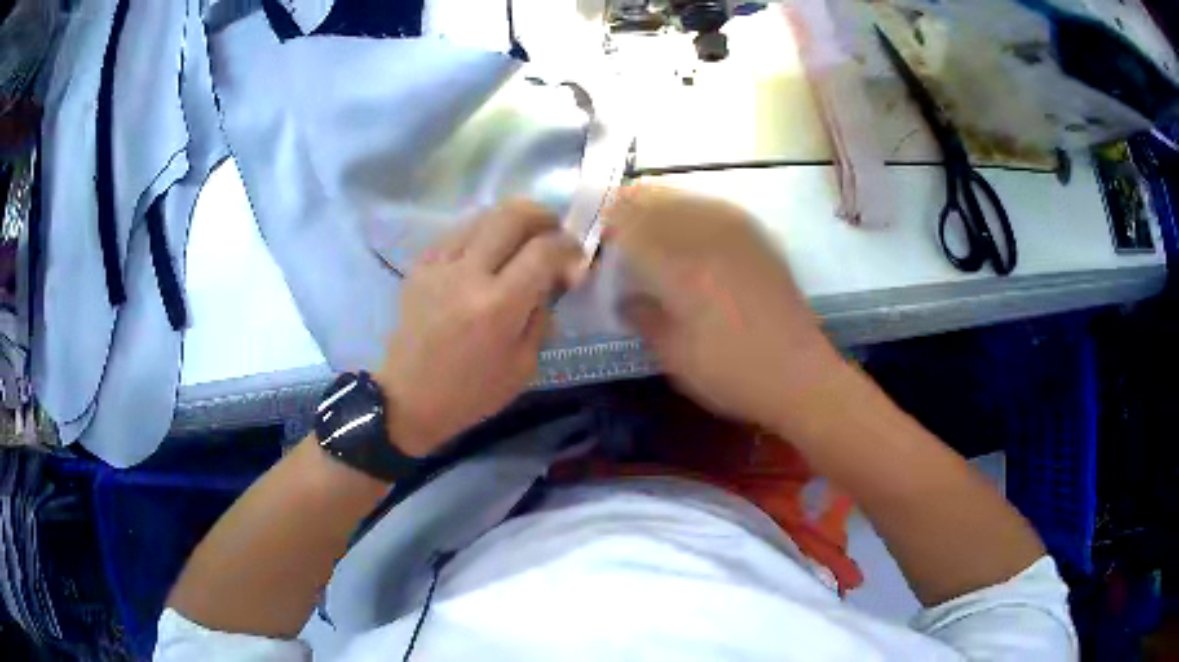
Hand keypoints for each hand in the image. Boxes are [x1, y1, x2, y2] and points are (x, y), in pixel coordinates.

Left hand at [376, 201, 584, 455]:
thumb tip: (554, 278)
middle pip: (513, 215)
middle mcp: (468, 274)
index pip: (544, 250)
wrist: (409, 398)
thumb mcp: (524, 365)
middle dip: (543, 216)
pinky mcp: (420, 265)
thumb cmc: (472, 393)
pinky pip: (457, 231)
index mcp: (499, 306)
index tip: (576, 255)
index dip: (569, 245)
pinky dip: (481, 232)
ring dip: (511, 220)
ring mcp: (439, 265)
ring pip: (483, 215)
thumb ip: (542, 314)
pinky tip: (486, 251)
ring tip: (521, 238)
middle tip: (552, 232)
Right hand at [604, 186, 846, 432]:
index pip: (630, 222)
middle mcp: (707, 236)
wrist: (800, 376)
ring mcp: (739, 233)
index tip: (594, 235)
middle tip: (614, 226)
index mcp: (680, 264)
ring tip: (647, 222)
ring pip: (687, 198)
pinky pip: (716, 207)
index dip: (606, 222)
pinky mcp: (760, 239)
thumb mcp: (674, 356)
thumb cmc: (731, 373)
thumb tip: (624, 298)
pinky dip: (692, 209)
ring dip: (660, 203)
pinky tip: (689, 228)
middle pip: (657, 199)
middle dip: (629, 205)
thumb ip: (642, 318)